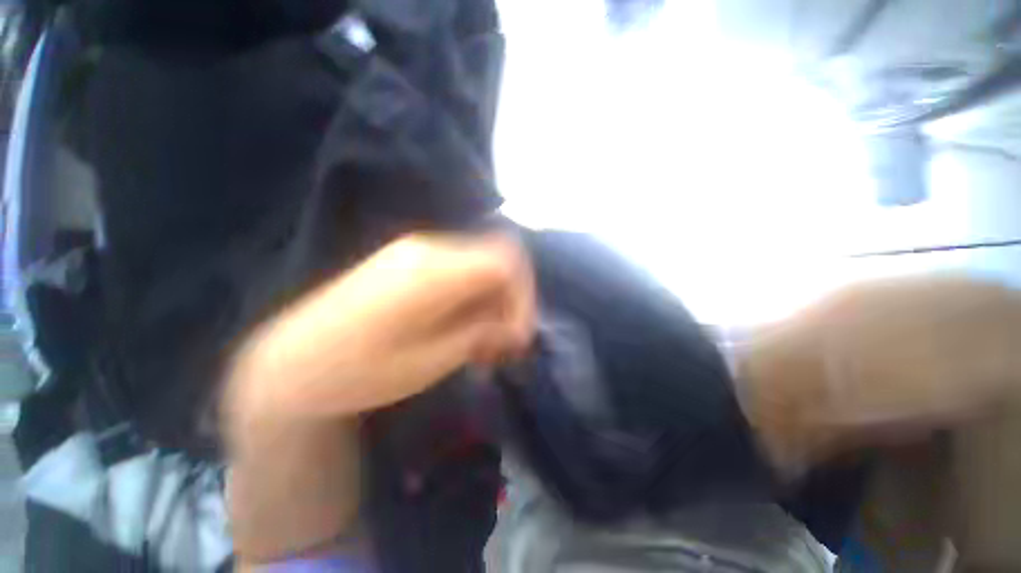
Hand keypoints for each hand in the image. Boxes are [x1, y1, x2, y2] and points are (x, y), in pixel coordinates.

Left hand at [224, 232, 534, 562]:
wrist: (291, 366)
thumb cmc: (358, 373)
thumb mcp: (430, 361)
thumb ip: (479, 332)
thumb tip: (511, 325)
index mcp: (434, 269)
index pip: (506, 261)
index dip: (522, 297)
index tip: (517, 336)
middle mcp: (429, 248)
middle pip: (496, 260)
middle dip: (509, 302)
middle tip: (503, 344)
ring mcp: (415, 251)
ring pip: (479, 265)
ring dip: (490, 302)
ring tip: (482, 342)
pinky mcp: (407, 261)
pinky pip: (458, 271)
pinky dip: (471, 297)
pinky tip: (461, 327)